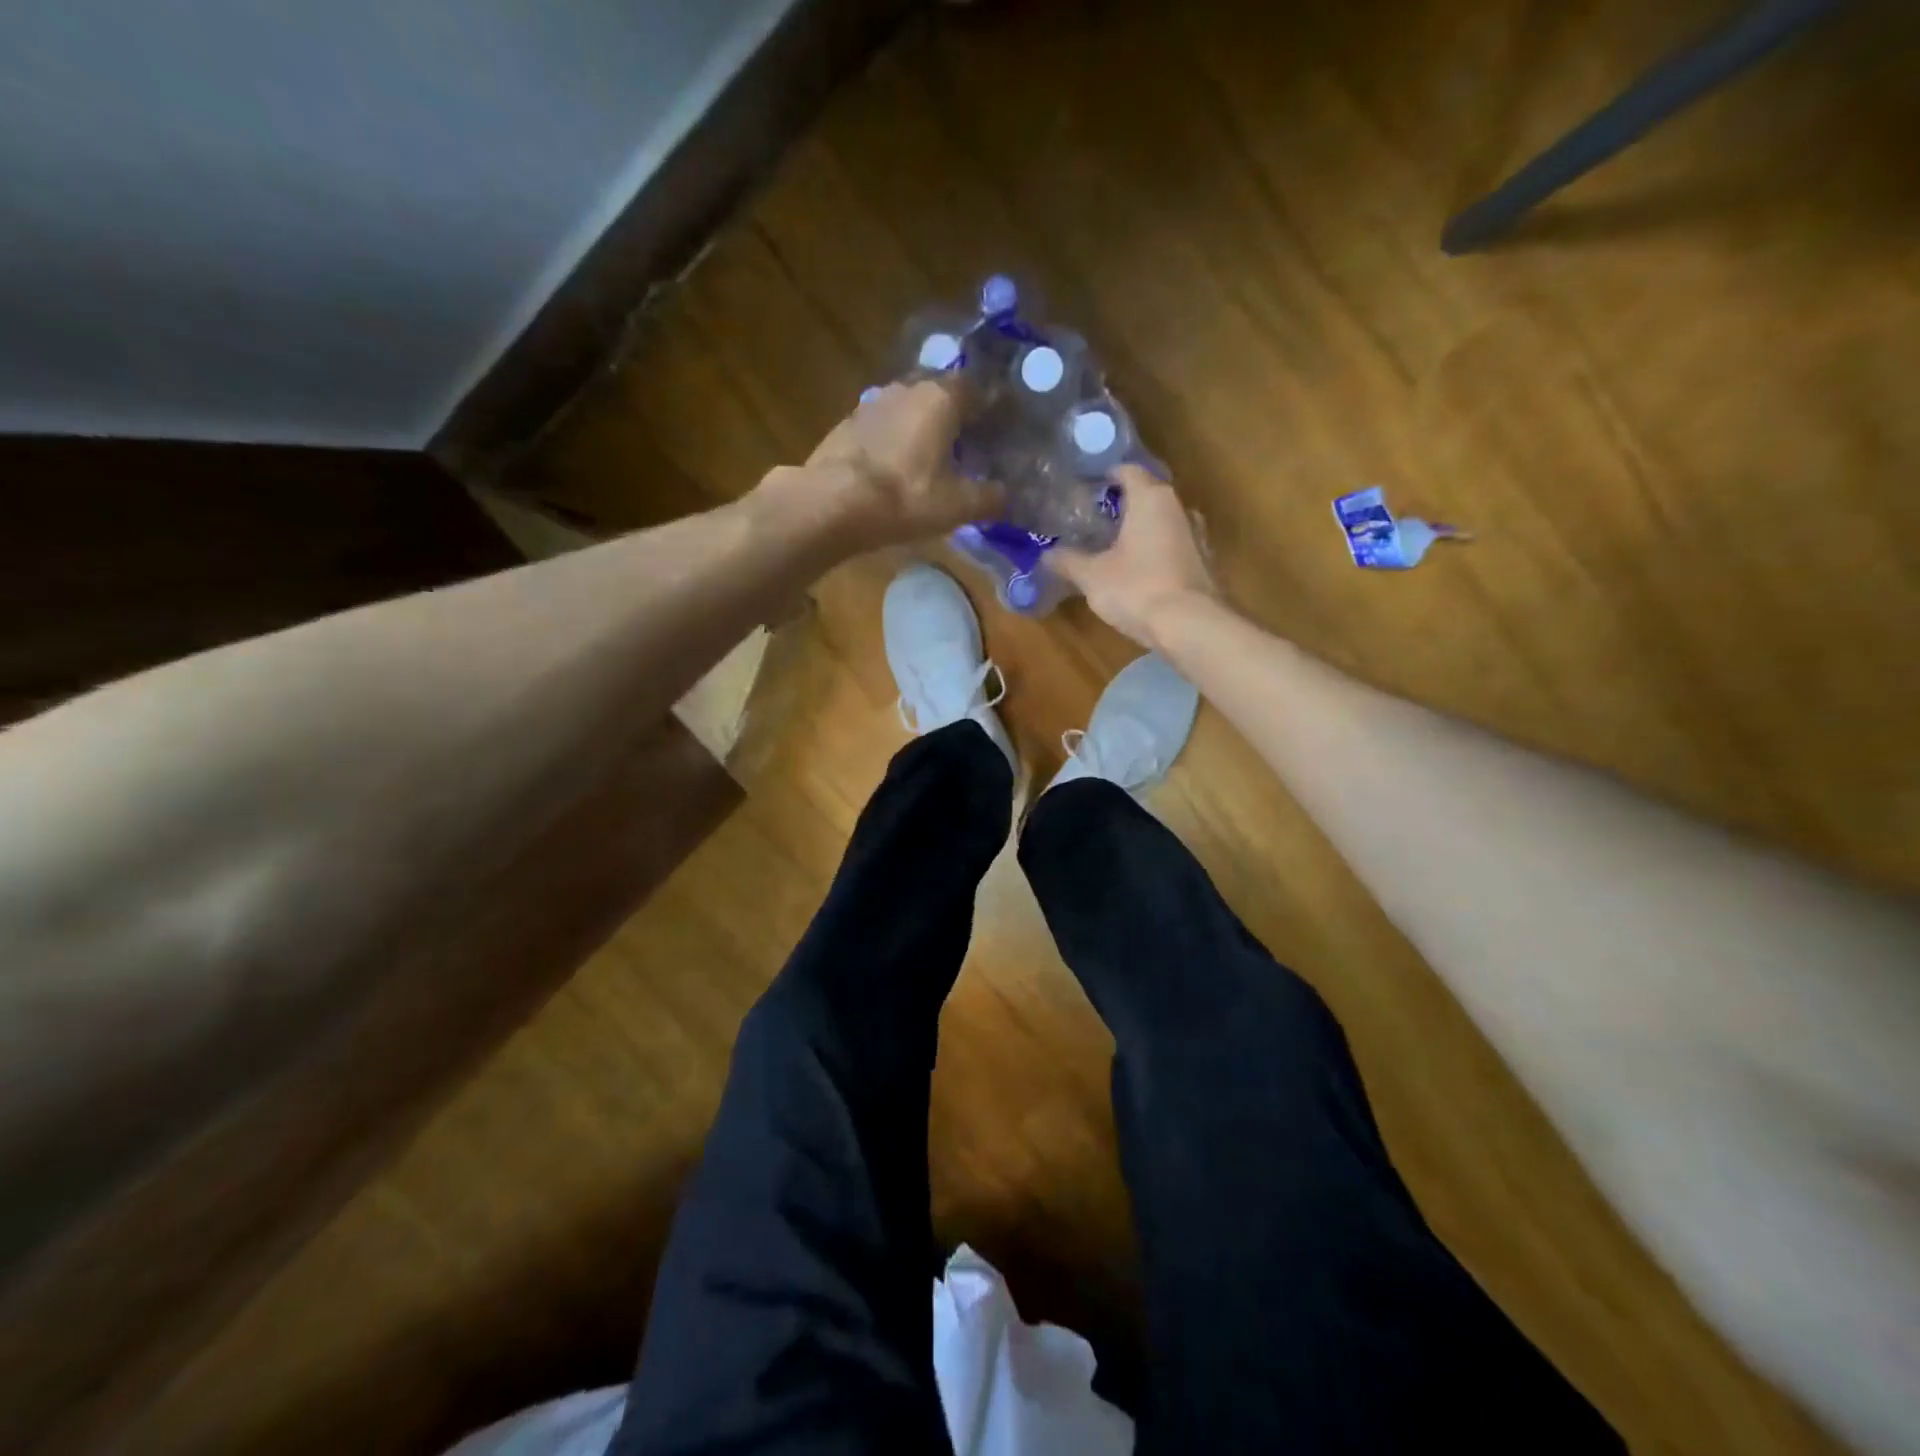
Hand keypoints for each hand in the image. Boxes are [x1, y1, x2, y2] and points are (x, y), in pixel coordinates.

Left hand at [802, 379, 1001, 548]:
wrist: (831, 503)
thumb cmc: (904, 498)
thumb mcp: (957, 506)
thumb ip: (988, 498)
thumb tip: (1004, 496)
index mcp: (941, 397)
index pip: (976, 388)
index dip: (990, 409)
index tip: (997, 432)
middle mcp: (907, 388)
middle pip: (941, 393)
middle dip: (955, 416)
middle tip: (966, 447)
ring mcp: (872, 402)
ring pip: (909, 407)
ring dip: (922, 426)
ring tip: (931, 458)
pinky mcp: (846, 424)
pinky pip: (883, 425)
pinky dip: (895, 439)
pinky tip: (895, 466)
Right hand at [1051, 465, 1219, 649]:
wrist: (1189, 626)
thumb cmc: (1137, 588)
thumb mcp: (1092, 576)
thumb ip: (1068, 561)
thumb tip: (1047, 554)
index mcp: (1151, 498)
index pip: (1128, 471)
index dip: (1106, 475)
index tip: (1087, 487)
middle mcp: (1179, 508)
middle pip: (1148, 495)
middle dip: (1124, 505)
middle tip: (1097, 519)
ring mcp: (1197, 536)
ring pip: (1163, 522)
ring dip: (1142, 529)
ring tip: (1116, 545)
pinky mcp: (1204, 563)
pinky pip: (1174, 546)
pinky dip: (1156, 551)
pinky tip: (1139, 570)